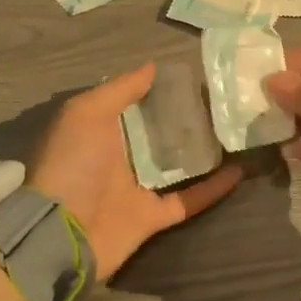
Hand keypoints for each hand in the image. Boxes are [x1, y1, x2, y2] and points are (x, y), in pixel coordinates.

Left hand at [27, 64, 241, 279]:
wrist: (61, 232)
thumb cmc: (72, 163)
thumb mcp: (87, 112)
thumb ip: (120, 89)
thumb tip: (152, 67)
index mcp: (101, 129)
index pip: (134, 103)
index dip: (158, 88)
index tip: (190, 75)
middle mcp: (120, 156)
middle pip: (159, 132)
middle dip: (185, 116)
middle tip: (220, 99)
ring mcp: (138, 188)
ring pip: (178, 164)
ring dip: (203, 150)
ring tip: (233, 130)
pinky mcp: (154, 216)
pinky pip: (189, 199)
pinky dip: (213, 189)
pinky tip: (239, 171)